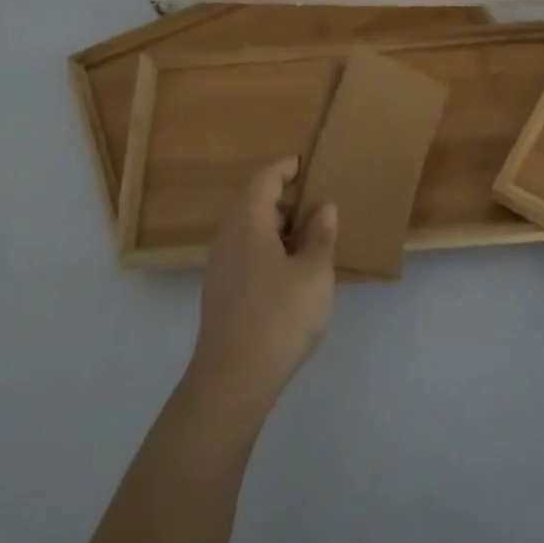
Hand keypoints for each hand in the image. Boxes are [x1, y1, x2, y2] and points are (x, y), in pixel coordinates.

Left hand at [188, 156, 337, 416]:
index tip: (308, 164)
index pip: (264, 179)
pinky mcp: (221, 289)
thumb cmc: (279, 316)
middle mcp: (227, 236)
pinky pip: (245, 250)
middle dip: (283, 195)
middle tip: (316, 198)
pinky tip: (291, 266)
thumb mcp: (313, 273)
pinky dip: (268, 245)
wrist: (234, 378)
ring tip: (310, 232)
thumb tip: (324, 208)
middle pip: (252, 201)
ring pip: (248, 228)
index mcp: (248, 222)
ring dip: (276, 223)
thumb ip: (320, 236)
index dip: (285, 167)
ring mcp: (220, 264)